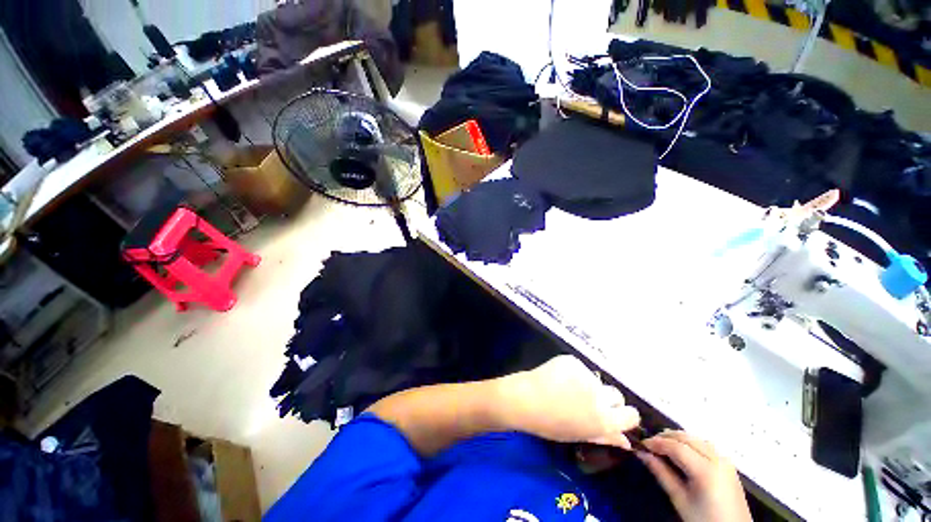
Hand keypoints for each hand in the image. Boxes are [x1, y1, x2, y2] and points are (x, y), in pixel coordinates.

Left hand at [494, 355, 639, 448]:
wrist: (524, 399)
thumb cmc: (550, 424)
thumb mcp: (579, 435)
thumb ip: (605, 436)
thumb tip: (627, 440)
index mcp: (603, 419)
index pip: (631, 414)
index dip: (624, 415)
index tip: (614, 414)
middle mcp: (600, 396)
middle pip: (617, 395)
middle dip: (607, 399)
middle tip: (588, 402)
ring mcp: (586, 375)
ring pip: (596, 380)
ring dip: (588, 385)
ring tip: (567, 389)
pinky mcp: (573, 361)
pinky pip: (580, 368)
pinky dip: (574, 373)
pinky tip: (559, 378)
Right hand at [638, 431, 752, 521]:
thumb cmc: (703, 519)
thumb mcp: (679, 499)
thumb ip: (661, 473)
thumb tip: (642, 453)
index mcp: (705, 470)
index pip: (675, 446)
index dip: (656, 442)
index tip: (641, 444)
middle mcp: (717, 459)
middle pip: (687, 438)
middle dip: (666, 437)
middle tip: (649, 443)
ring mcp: (725, 460)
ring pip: (696, 438)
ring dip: (678, 438)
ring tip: (663, 445)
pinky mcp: (728, 464)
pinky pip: (705, 445)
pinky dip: (690, 442)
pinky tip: (682, 450)